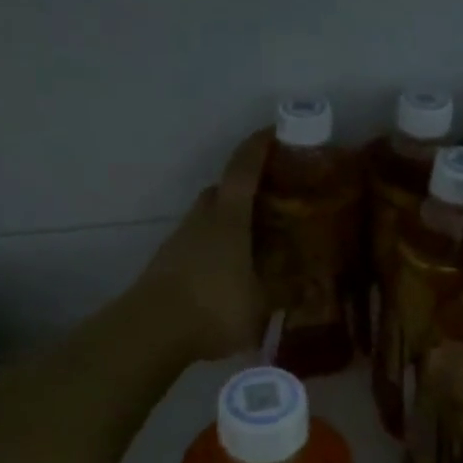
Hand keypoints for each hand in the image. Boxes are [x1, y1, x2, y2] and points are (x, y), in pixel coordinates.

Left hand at [135, 131, 269, 362]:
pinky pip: (197, 242)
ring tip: (253, 241)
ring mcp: (179, 240)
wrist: (151, 331)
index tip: (274, 131)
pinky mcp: (167, 263)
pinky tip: (229, 271)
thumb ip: (286, 292)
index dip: (258, 147)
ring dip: (228, 220)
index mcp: (229, 218)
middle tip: (270, 200)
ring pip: (207, 217)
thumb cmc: (214, 307)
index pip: (243, 170)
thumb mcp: (261, 304)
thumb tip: (311, 287)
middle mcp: (202, 220)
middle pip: (221, 190)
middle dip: (243, 188)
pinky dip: (215, 246)